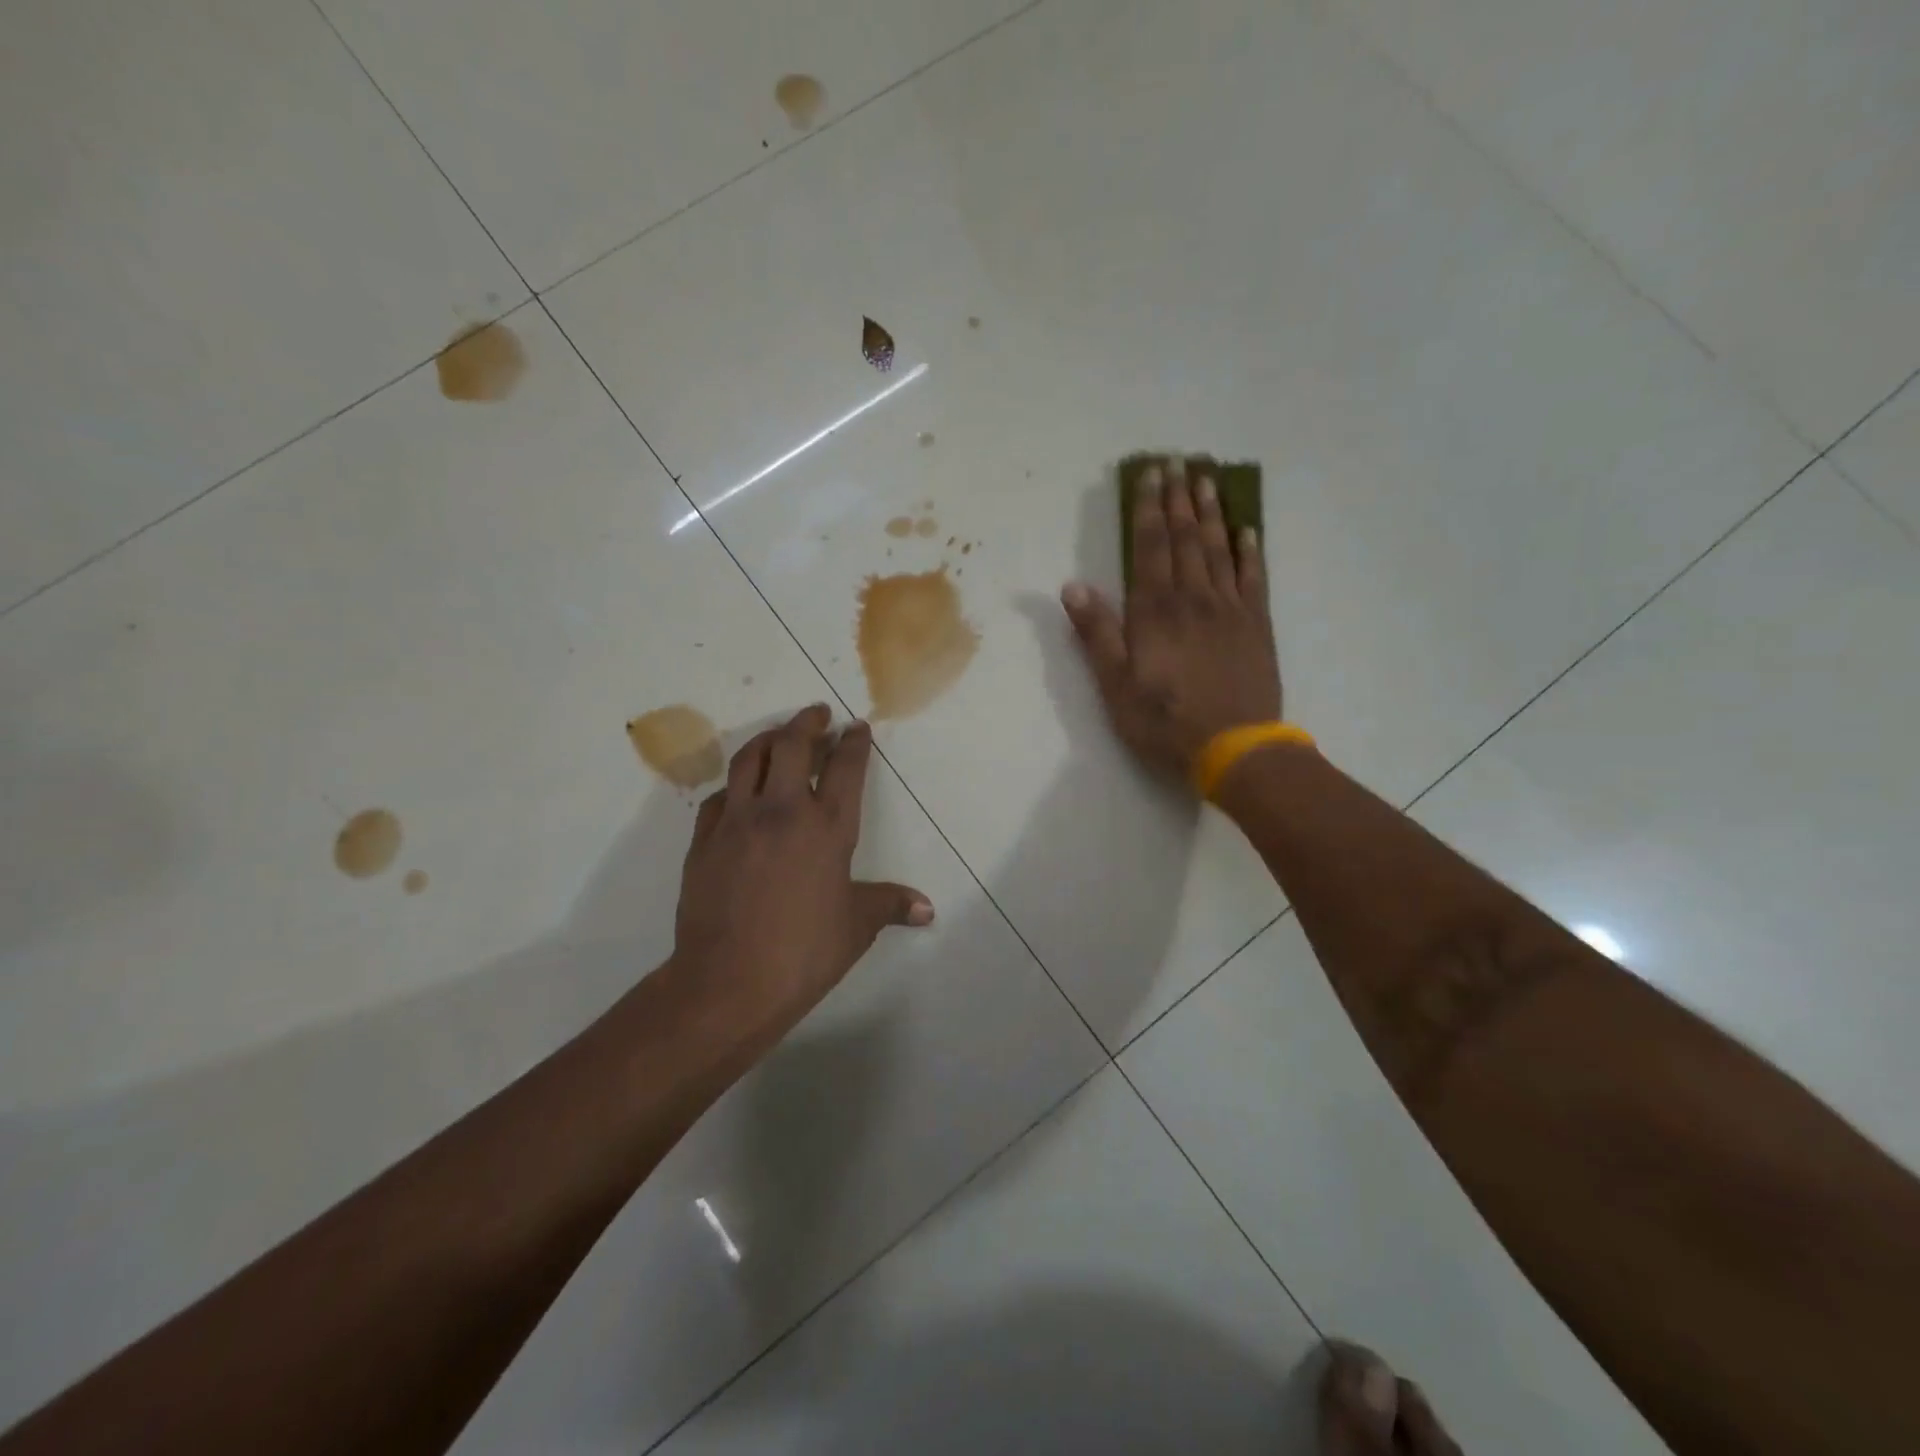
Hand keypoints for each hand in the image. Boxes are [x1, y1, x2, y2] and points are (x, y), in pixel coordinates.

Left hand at [669, 705, 933, 1047]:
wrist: (727, 982)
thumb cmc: (803, 952)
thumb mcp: (857, 926)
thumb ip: (890, 905)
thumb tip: (928, 910)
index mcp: (827, 827)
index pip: (845, 767)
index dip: (853, 742)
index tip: (856, 727)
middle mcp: (782, 811)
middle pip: (792, 745)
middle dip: (807, 722)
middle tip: (817, 714)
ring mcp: (737, 821)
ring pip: (749, 758)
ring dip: (768, 739)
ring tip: (779, 735)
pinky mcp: (704, 839)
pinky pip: (719, 796)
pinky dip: (735, 784)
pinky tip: (739, 791)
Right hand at [1061, 463, 1281, 781]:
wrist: (1235, 747)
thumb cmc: (1165, 720)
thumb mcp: (1115, 684)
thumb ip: (1096, 633)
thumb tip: (1073, 586)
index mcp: (1156, 611)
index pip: (1150, 548)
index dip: (1149, 509)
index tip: (1151, 475)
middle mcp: (1194, 598)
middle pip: (1186, 539)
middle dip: (1179, 500)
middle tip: (1179, 464)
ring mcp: (1230, 609)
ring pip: (1219, 550)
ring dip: (1212, 513)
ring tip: (1207, 482)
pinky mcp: (1256, 626)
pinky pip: (1254, 577)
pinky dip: (1250, 551)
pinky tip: (1247, 530)